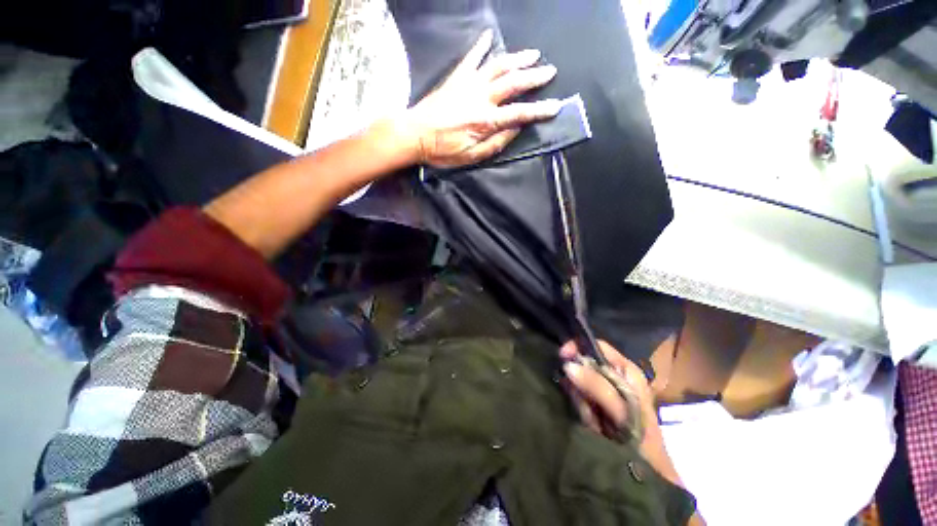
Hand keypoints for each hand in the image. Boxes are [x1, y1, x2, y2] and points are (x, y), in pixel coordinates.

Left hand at [403, 29, 562, 168]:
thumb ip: (496, 143)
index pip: (520, 113)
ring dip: (516, 59)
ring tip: (532, 54)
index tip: (555, 107)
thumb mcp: (471, 156)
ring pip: (497, 66)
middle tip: (550, 71)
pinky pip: (471, 58)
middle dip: (534, 77)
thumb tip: (515, 129)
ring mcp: (468, 84)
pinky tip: (488, 36)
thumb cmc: (443, 150)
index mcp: (486, 120)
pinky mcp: (456, 78)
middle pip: (513, 83)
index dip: (539, 110)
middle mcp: (481, 97)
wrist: (415, 134)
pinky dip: (480, 46)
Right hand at [560, 340, 655, 438]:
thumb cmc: (641, 436)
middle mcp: (616, 375)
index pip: (597, 346)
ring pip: (581, 382)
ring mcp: (607, 390)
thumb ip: (596, 384)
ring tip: (591, 418)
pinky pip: (581, 397)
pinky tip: (590, 422)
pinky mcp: (599, 404)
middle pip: (586, 364)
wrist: (647, 471)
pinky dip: (581, 408)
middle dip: (578, 381)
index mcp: (626, 369)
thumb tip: (567, 364)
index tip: (561, 357)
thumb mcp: (621, 408)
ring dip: (580, 399)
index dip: (578, 347)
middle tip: (582, 402)